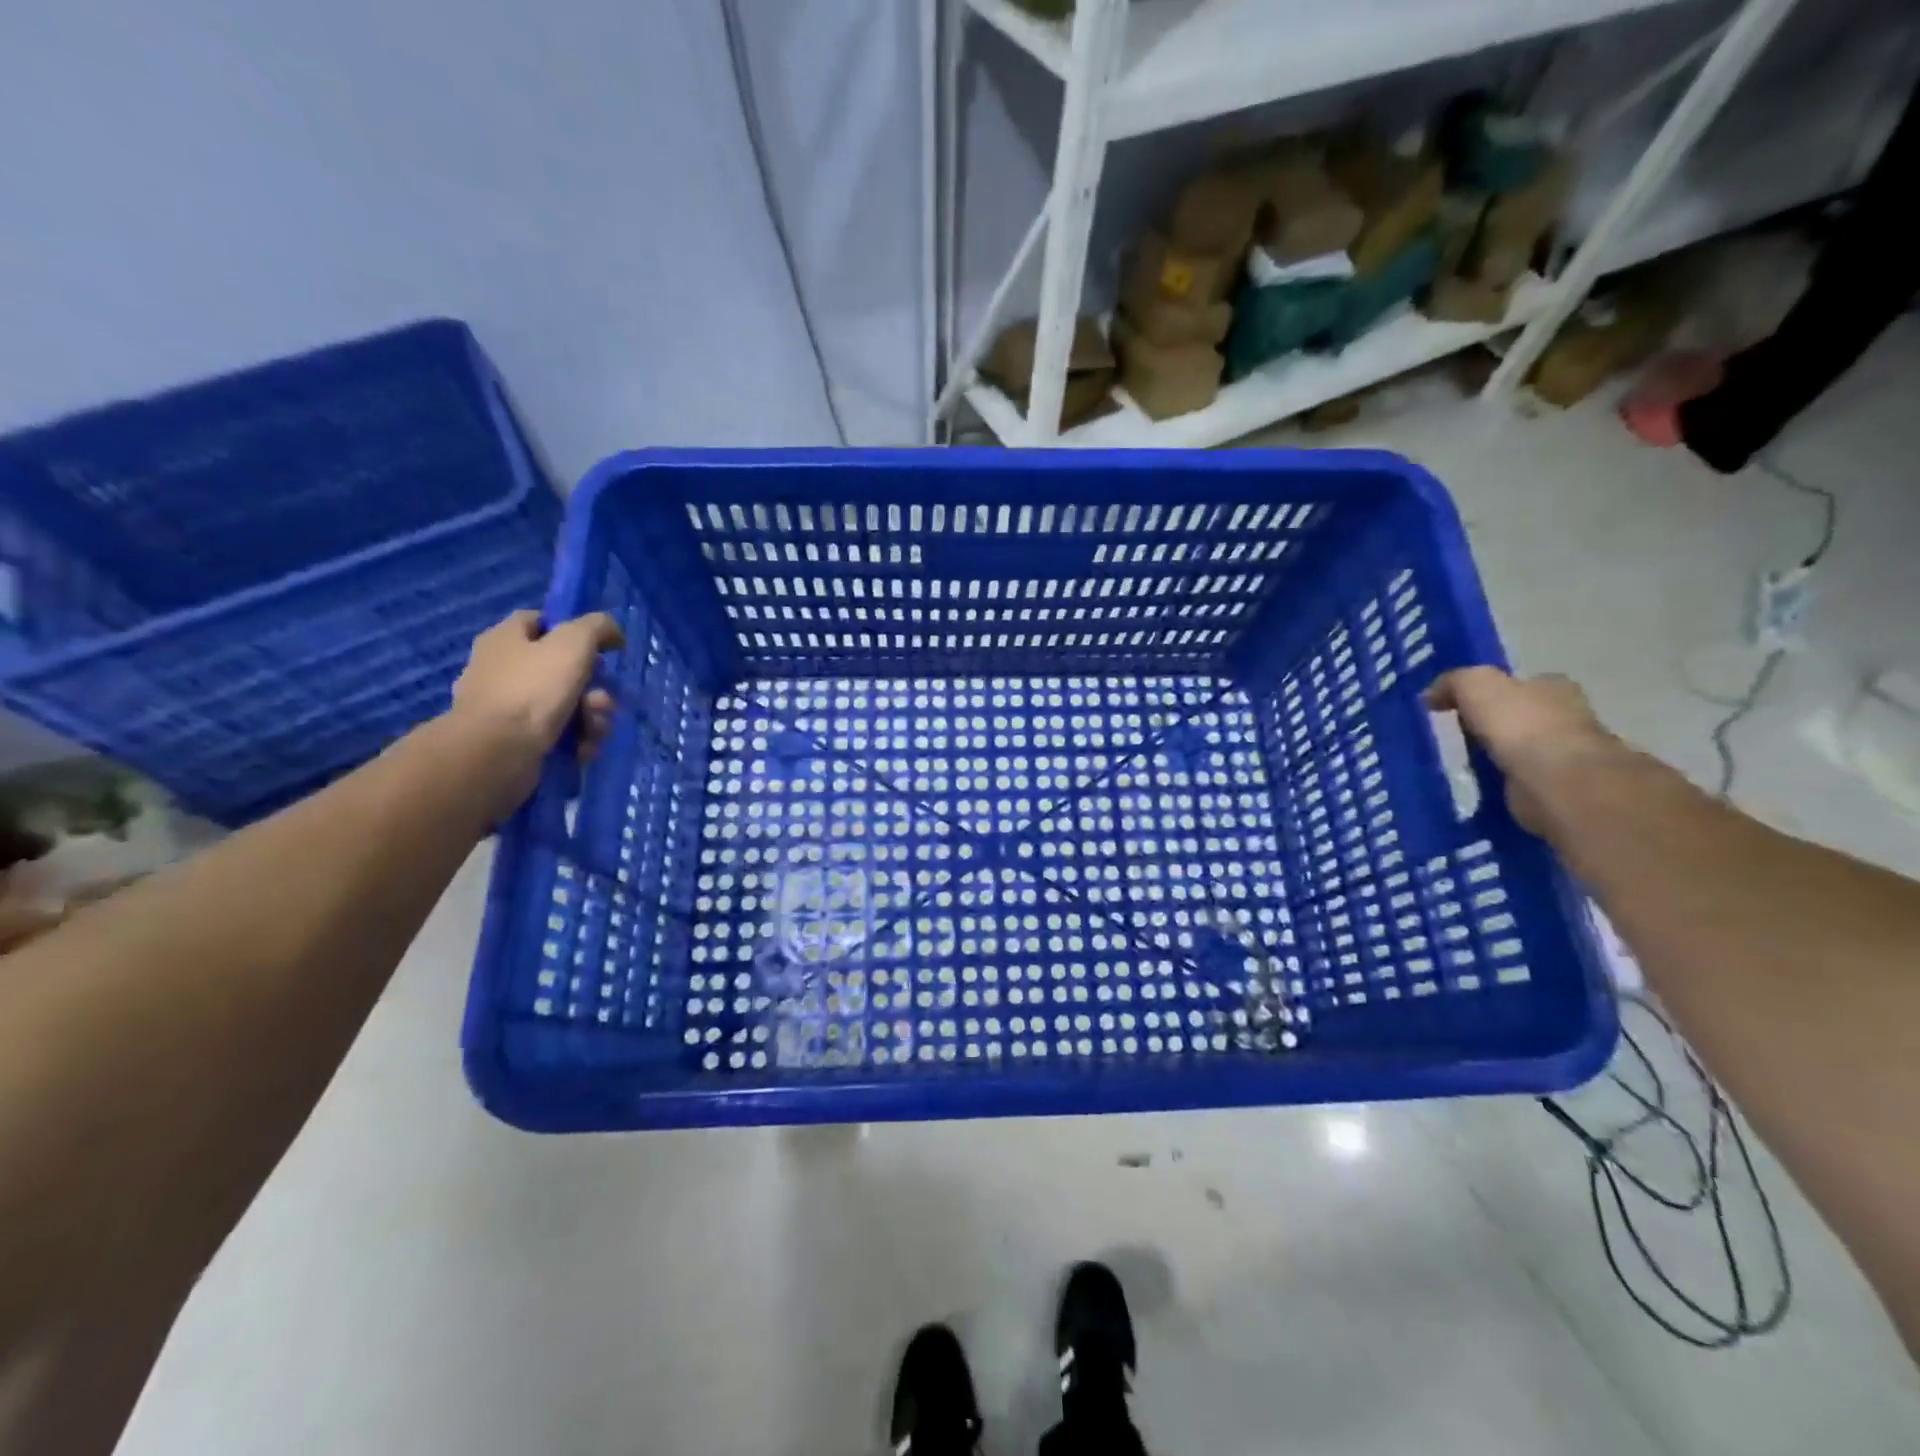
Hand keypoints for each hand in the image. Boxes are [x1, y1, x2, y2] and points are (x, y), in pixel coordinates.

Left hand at [448, 610, 623, 813]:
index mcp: (505, 639)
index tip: (601, 648)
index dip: (573, 630)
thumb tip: (612, 631)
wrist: (497, 751)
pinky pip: (556, 734)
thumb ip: (597, 627)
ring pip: (565, 704)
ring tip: (594, 730)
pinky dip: (576, 740)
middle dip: (593, 687)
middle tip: (602, 700)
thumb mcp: (573, 643)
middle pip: (561, 669)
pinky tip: (583, 749)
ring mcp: (506, 708)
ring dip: (591, 717)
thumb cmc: (533, 689)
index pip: (540, 621)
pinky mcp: (514, 740)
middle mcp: (501, 669)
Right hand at [1425, 667, 1619, 834]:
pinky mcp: (1556, 787)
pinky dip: (1503, 782)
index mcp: (1553, 687)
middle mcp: (1565, 716)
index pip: (1521, 683)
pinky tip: (1481, 786)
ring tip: (1465, 764)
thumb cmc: (1519, 723)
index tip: (1462, 706)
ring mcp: (1565, 754)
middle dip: (1496, 725)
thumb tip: (1431, 696)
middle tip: (1460, 736)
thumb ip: (1453, 682)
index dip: (1493, 692)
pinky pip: (1520, 779)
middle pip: (1522, 715)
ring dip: (1498, 755)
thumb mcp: (1476, 684)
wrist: (1554, 778)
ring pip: (1522, 749)